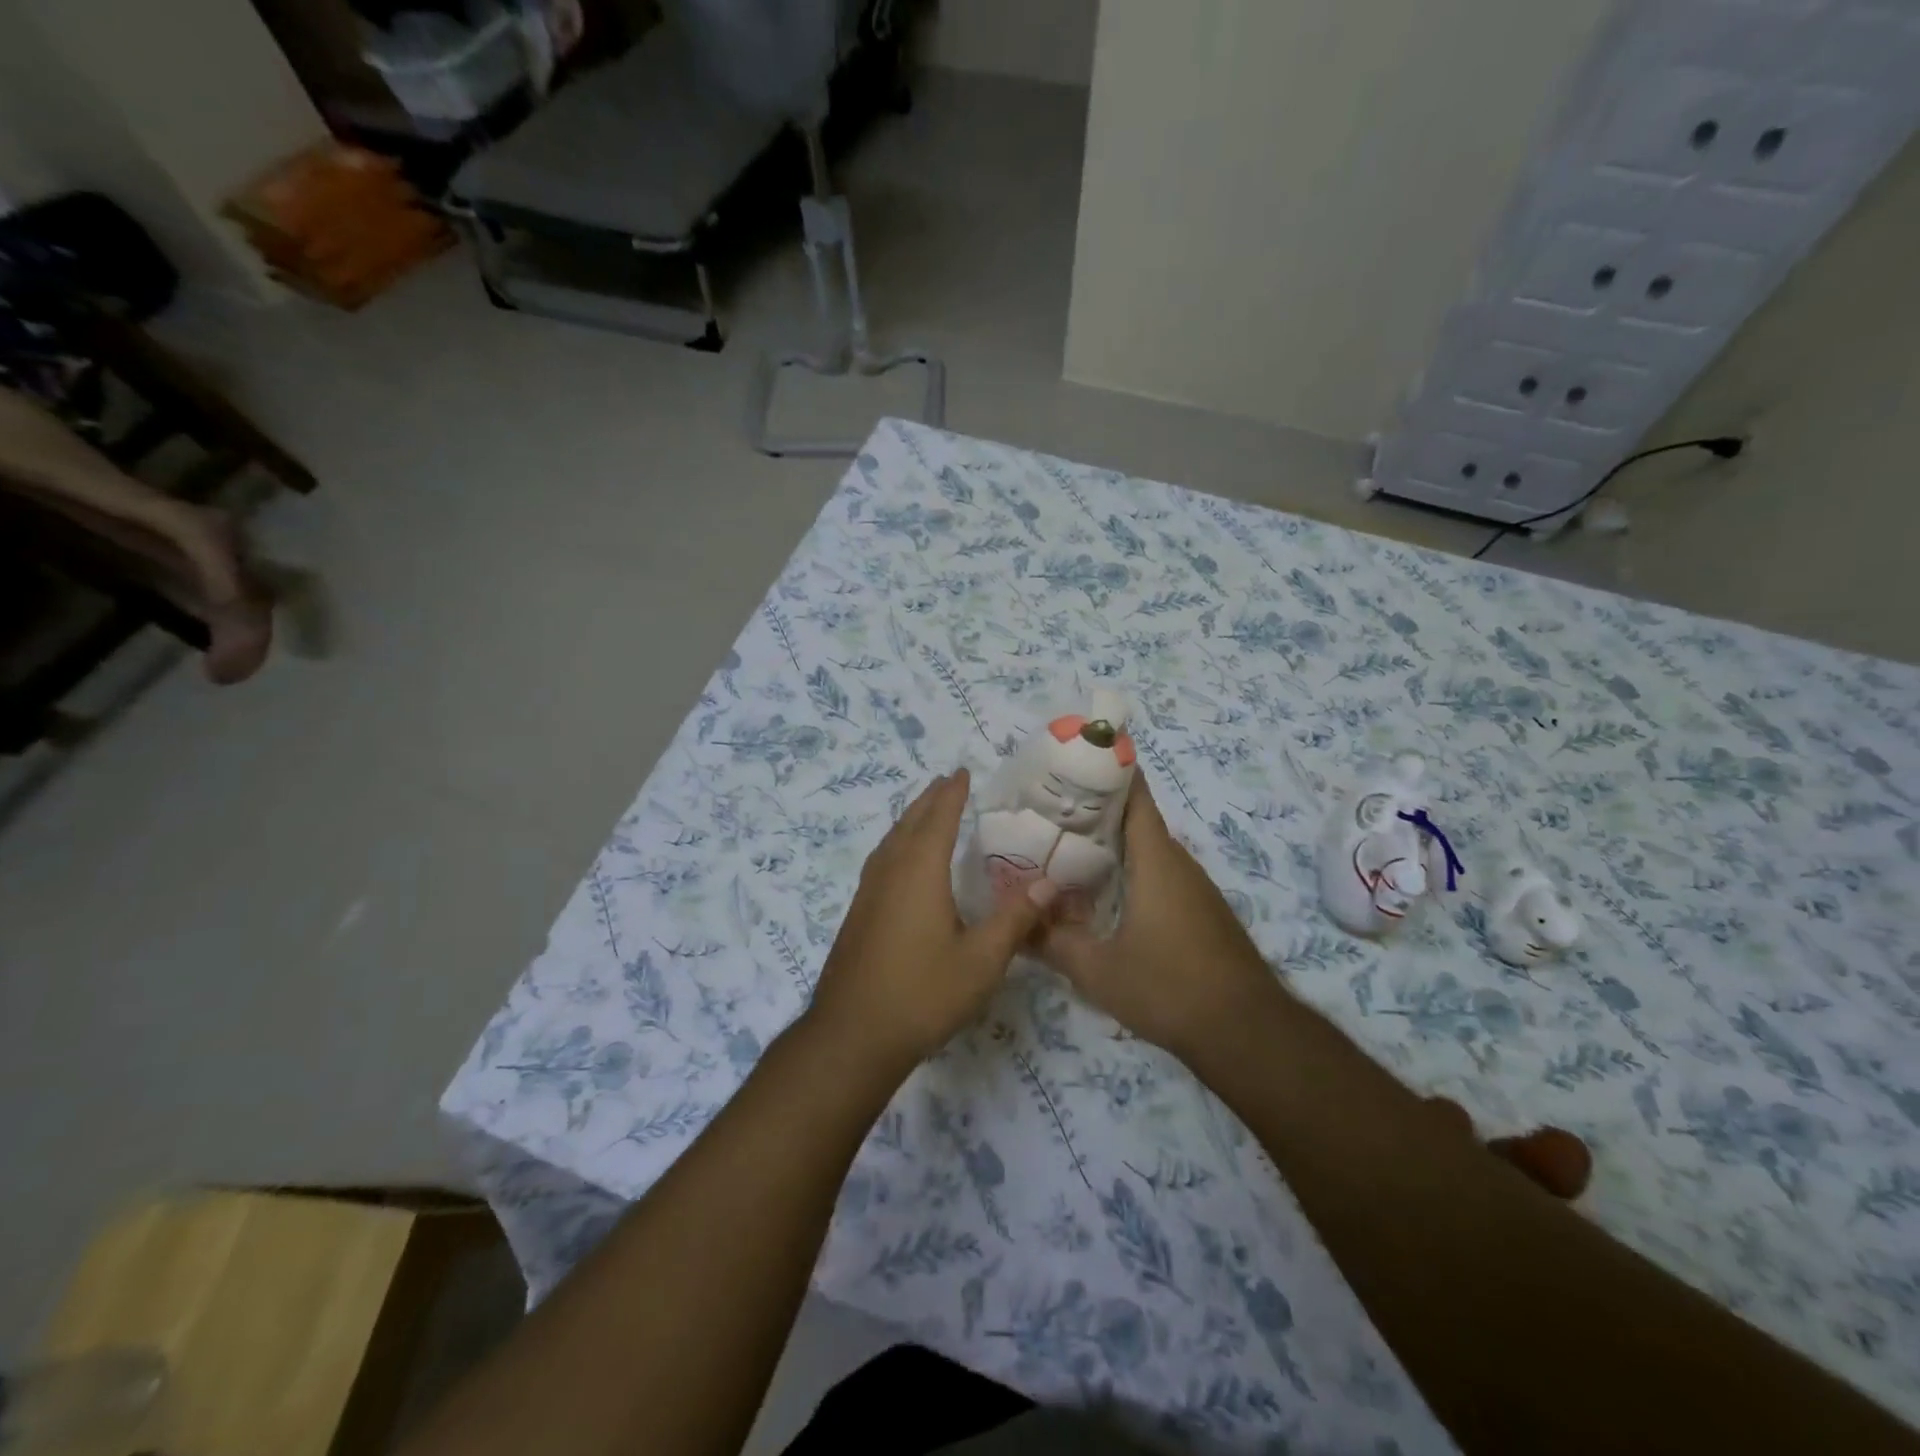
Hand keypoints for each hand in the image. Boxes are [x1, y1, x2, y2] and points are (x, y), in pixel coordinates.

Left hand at [806, 769, 1053, 1072]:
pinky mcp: (858, 914)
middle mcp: (890, 873)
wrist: (852, 1036)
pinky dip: (897, 844)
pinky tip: (903, 864)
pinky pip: (881, 861)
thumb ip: (1015, 919)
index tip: (962, 772)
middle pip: (909, 823)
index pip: (938, 819)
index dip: (952, 794)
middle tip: (947, 782)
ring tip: (926, 812)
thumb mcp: (981, 961)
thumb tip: (1048, 883)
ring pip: (890, 841)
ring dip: (910, 820)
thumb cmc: (922, 994)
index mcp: (919, 873)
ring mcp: (868, 893)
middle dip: (929, 800)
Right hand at [1040, 772, 1279, 1062]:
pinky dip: (1129, 871)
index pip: (1135, 795)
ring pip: (1147, 850)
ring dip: (1111, 844)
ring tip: (1064, 849)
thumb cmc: (1169, 988)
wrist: (1246, 1033)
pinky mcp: (1201, 912)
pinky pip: (1159, 875)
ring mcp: (1194, 888)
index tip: (1072, 761)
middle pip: (1136, 820)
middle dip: (1094, 810)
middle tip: (1048, 812)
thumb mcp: (1098, 970)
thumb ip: (1053, 943)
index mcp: (1156, 860)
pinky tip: (1101, 894)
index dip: (1107, 771)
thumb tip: (1016, 924)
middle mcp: (1178, 863)